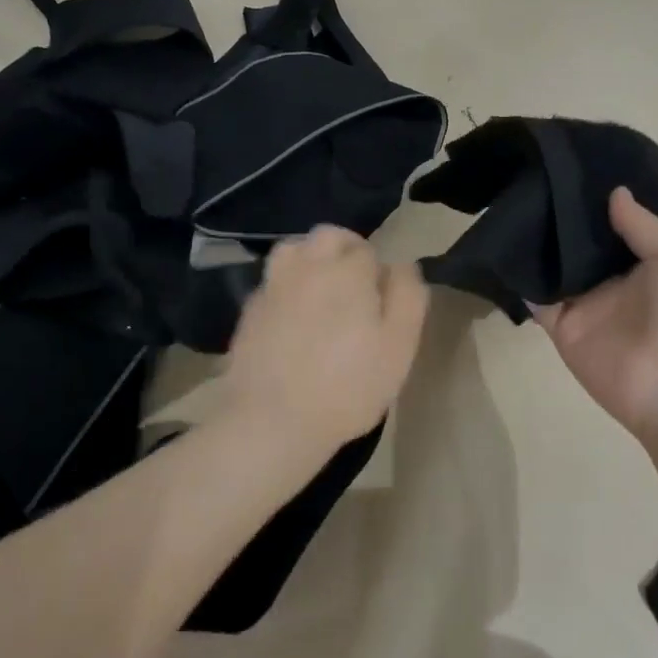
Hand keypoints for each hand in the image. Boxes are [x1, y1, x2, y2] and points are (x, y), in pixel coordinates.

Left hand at [220, 226, 429, 461]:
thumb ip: (408, 297)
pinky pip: (273, 282)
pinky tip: (293, 318)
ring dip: (312, 259)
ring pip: (294, 249)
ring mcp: (273, 287)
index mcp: (347, 271)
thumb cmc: (348, 386)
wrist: (273, 420)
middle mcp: (307, 266)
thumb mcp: (399, 346)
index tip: (383, 302)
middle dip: (346, 249)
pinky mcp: (249, 311)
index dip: (379, 272)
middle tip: (357, 286)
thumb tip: (402, 265)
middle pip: (328, 236)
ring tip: (322, 290)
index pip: (368, 250)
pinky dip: (287, 287)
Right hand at [536, 189, 657, 447]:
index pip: (620, 224)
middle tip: (535, 176)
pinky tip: (505, 244)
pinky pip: (537, 299)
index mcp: (651, 261)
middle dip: (564, 215)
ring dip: (540, 241)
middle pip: (584, 243)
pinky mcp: (562, 327)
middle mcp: (616, 280)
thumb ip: (644, 225)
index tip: (576, 168)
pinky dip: (521, 277)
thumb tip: (614, 192)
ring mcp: (587, 304)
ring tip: (514, 198)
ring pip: (557, 266)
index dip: (602, 199)